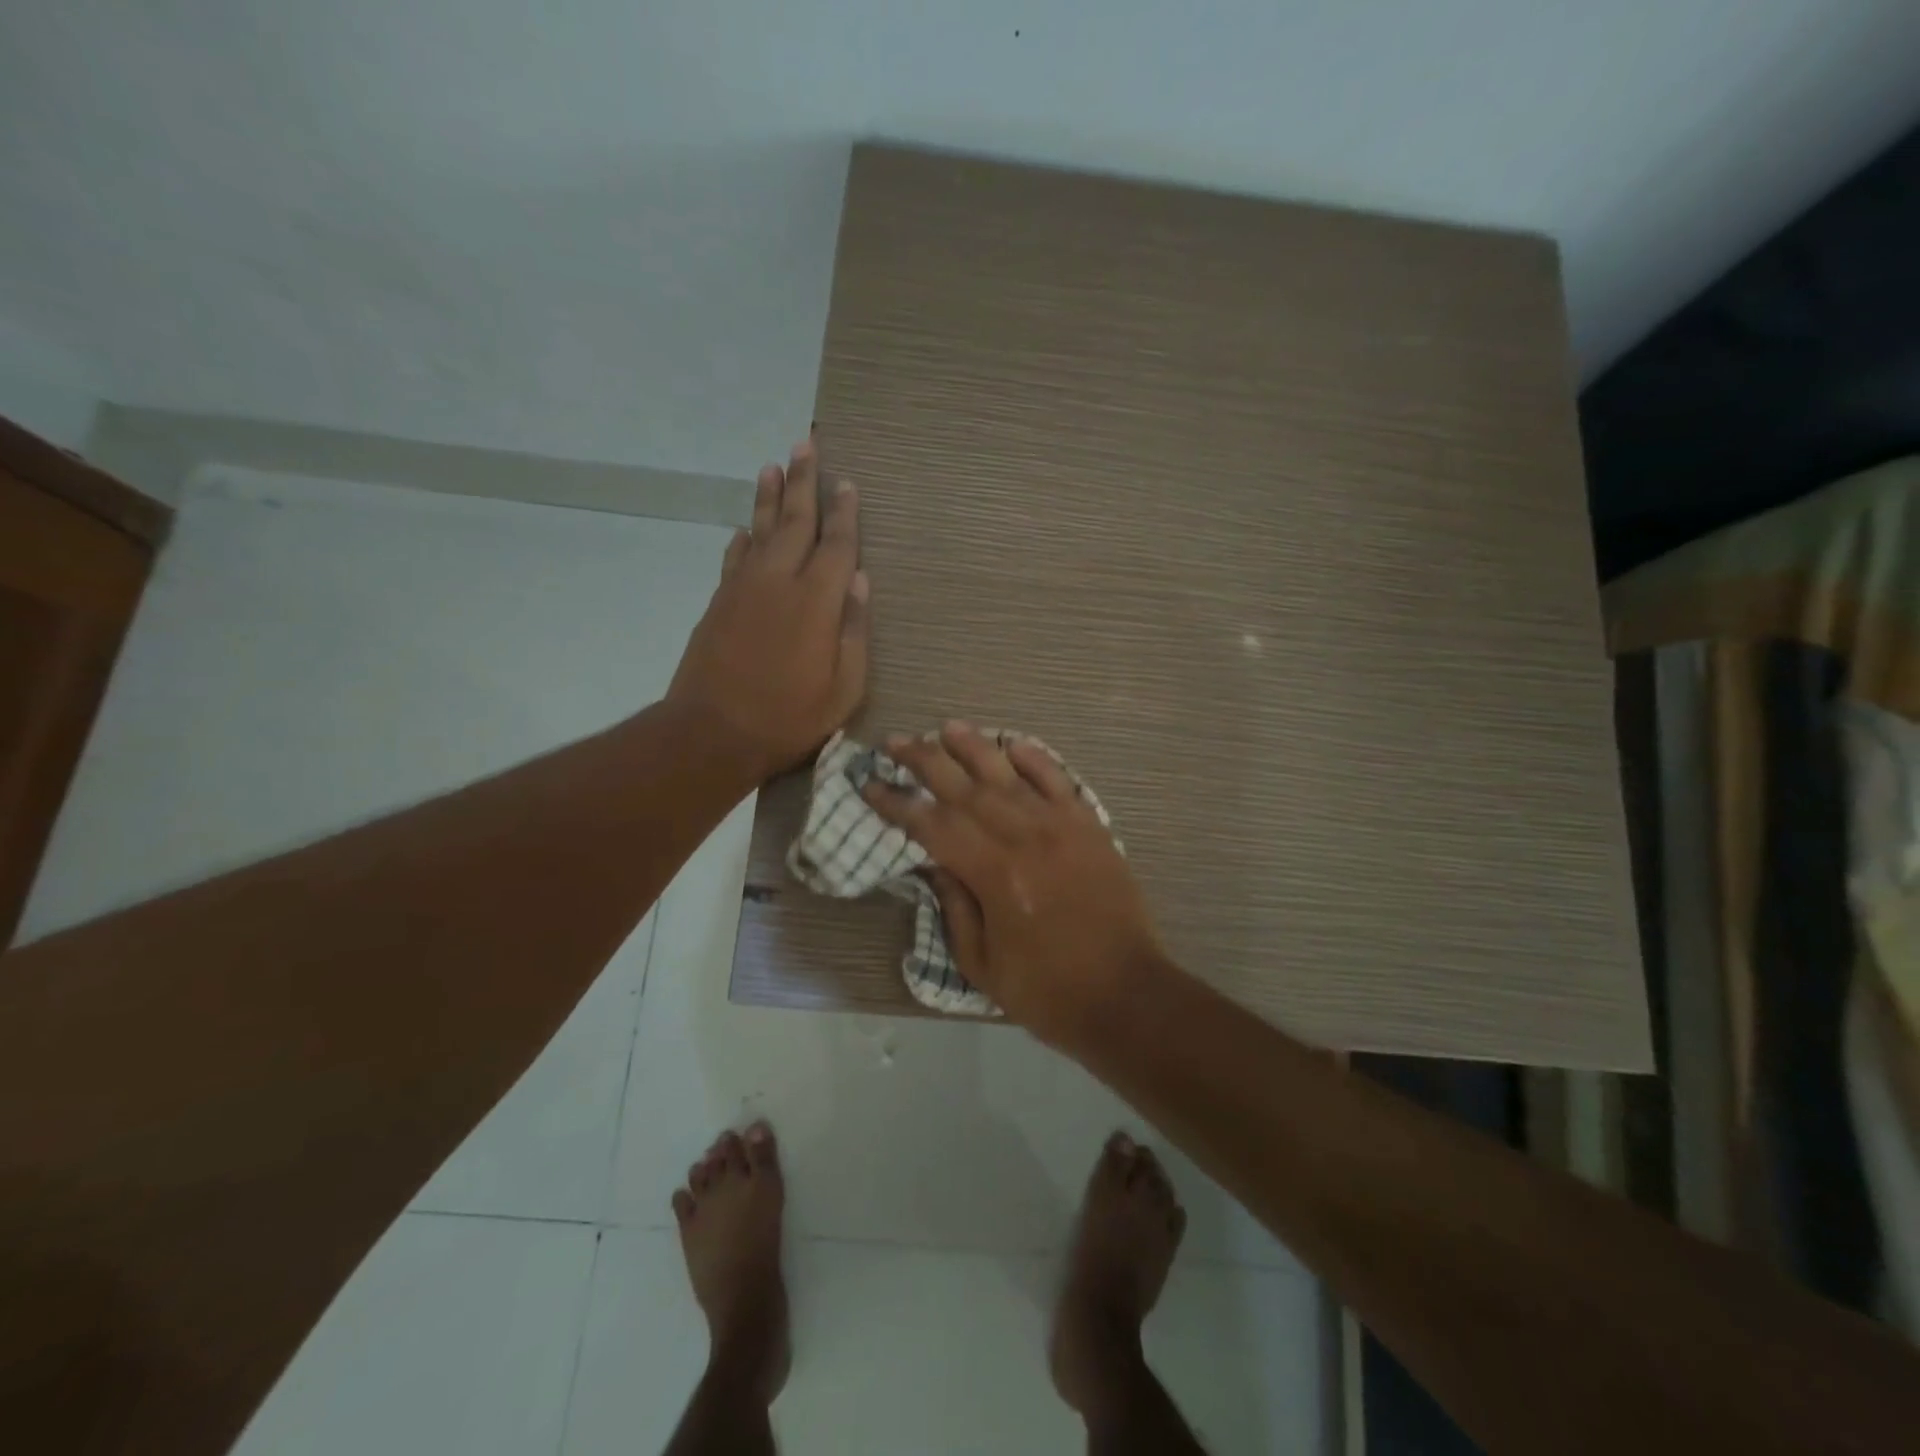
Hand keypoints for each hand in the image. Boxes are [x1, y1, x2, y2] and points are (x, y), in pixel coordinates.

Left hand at [667, 440, 868, 779]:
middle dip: (803, 482)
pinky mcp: (719, 602)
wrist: (711, 732)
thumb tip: (859, 580)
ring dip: (770, 496)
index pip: (836, 544)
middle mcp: (779, 580)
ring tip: (774, 465)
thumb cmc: (789, 717)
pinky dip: (743, 537)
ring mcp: (743, 588)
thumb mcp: (844, 687)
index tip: (848, 483)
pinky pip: (734, 556)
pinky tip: (747, 526)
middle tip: (806, 444)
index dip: (844, 512)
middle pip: (795, 521)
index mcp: (817, 600)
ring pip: (760, 529)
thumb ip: (853, 630)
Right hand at [862, 722, 1166, 1044]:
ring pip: (1009, 774)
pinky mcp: (1089, 826)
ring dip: (974, 747)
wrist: (1126, 993)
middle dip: (925, 761)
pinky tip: (1013, 744)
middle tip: (895, 742)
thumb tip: (935, 862)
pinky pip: (1059, 781)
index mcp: (993, 874)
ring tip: (946, 727)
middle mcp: (1024, 837)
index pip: (933, 826)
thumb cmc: (1047, 990)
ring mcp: (1060, 826)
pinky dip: (1036, 759)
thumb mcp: (981, 963)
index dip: (897, 804)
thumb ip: (955, 907)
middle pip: (964, 788)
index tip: (871, 785)